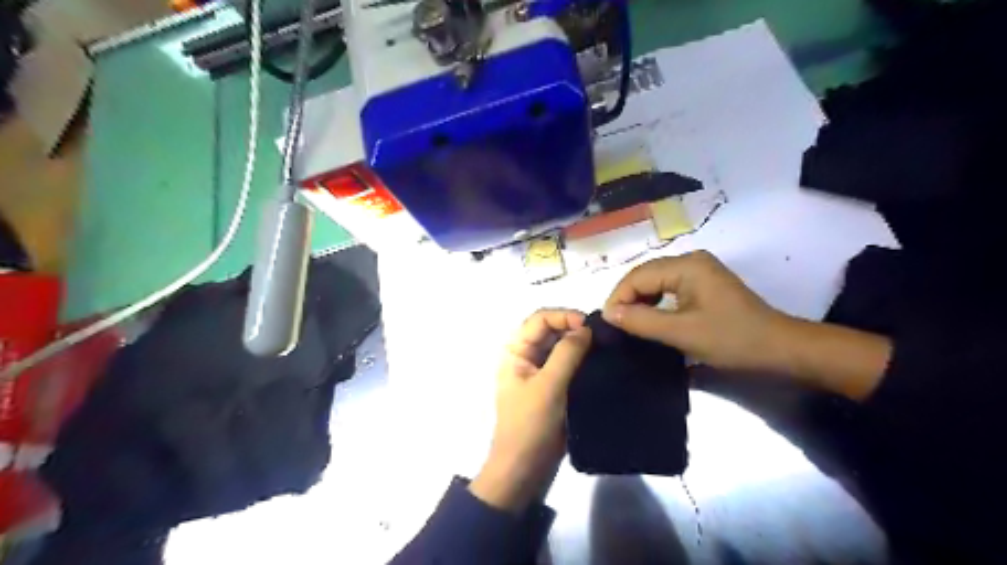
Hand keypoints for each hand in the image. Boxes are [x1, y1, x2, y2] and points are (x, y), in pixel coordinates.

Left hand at [469, 312, 592, 512]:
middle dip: (573, 327)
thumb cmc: (530, 425)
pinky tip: (600, 362)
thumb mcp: (548, 386)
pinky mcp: (553, 387)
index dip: (563, 316)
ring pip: (560, 347)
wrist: (524, 469)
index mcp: (515, 351)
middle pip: (550, 330)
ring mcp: (539, 372)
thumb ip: (566, 354)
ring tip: (604, 346)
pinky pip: (568, 364)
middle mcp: (526, 356)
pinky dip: (581, 359)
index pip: (539, 319)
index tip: (588, 325)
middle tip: (601, 335)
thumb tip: (585, 328)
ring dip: (579, 343)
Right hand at [601, 250, 789, 373]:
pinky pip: (669, 288)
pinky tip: (650, 319)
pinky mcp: (704, 284)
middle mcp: (691, 260)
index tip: (607, 323)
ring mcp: (699, 271)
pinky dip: (655, 303)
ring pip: (656, 282)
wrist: (781, 349)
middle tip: (616, 326)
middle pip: (646, 276)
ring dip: (640, 301)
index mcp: (687, 265)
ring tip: (629, 324)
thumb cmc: (732, 339)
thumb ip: (641, 321)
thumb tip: (608, 313)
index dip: (618, 297)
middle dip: (627, 299)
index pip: (638, 276)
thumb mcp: (682, 333)